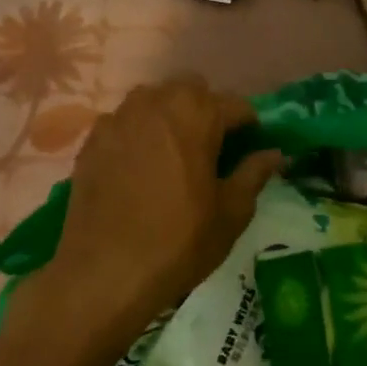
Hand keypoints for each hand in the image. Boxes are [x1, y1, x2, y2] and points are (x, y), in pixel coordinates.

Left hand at [19, 76, 281, 360]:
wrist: (103, 274)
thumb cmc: (179, 242)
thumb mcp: (231, 212)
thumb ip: (254, 173)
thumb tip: (274, 154)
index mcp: (197, 113)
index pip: (237, 105)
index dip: (249, 127)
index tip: (251, 150)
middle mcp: (156, 102)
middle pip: (192, 91)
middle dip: (206, 111)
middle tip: (211, 150)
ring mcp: (118, 118)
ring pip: (154, 101)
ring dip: (169, 117)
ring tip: (173, 156)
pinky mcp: (92, 140)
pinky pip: (124, 123)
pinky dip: (137, 135)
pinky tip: (138, 169)